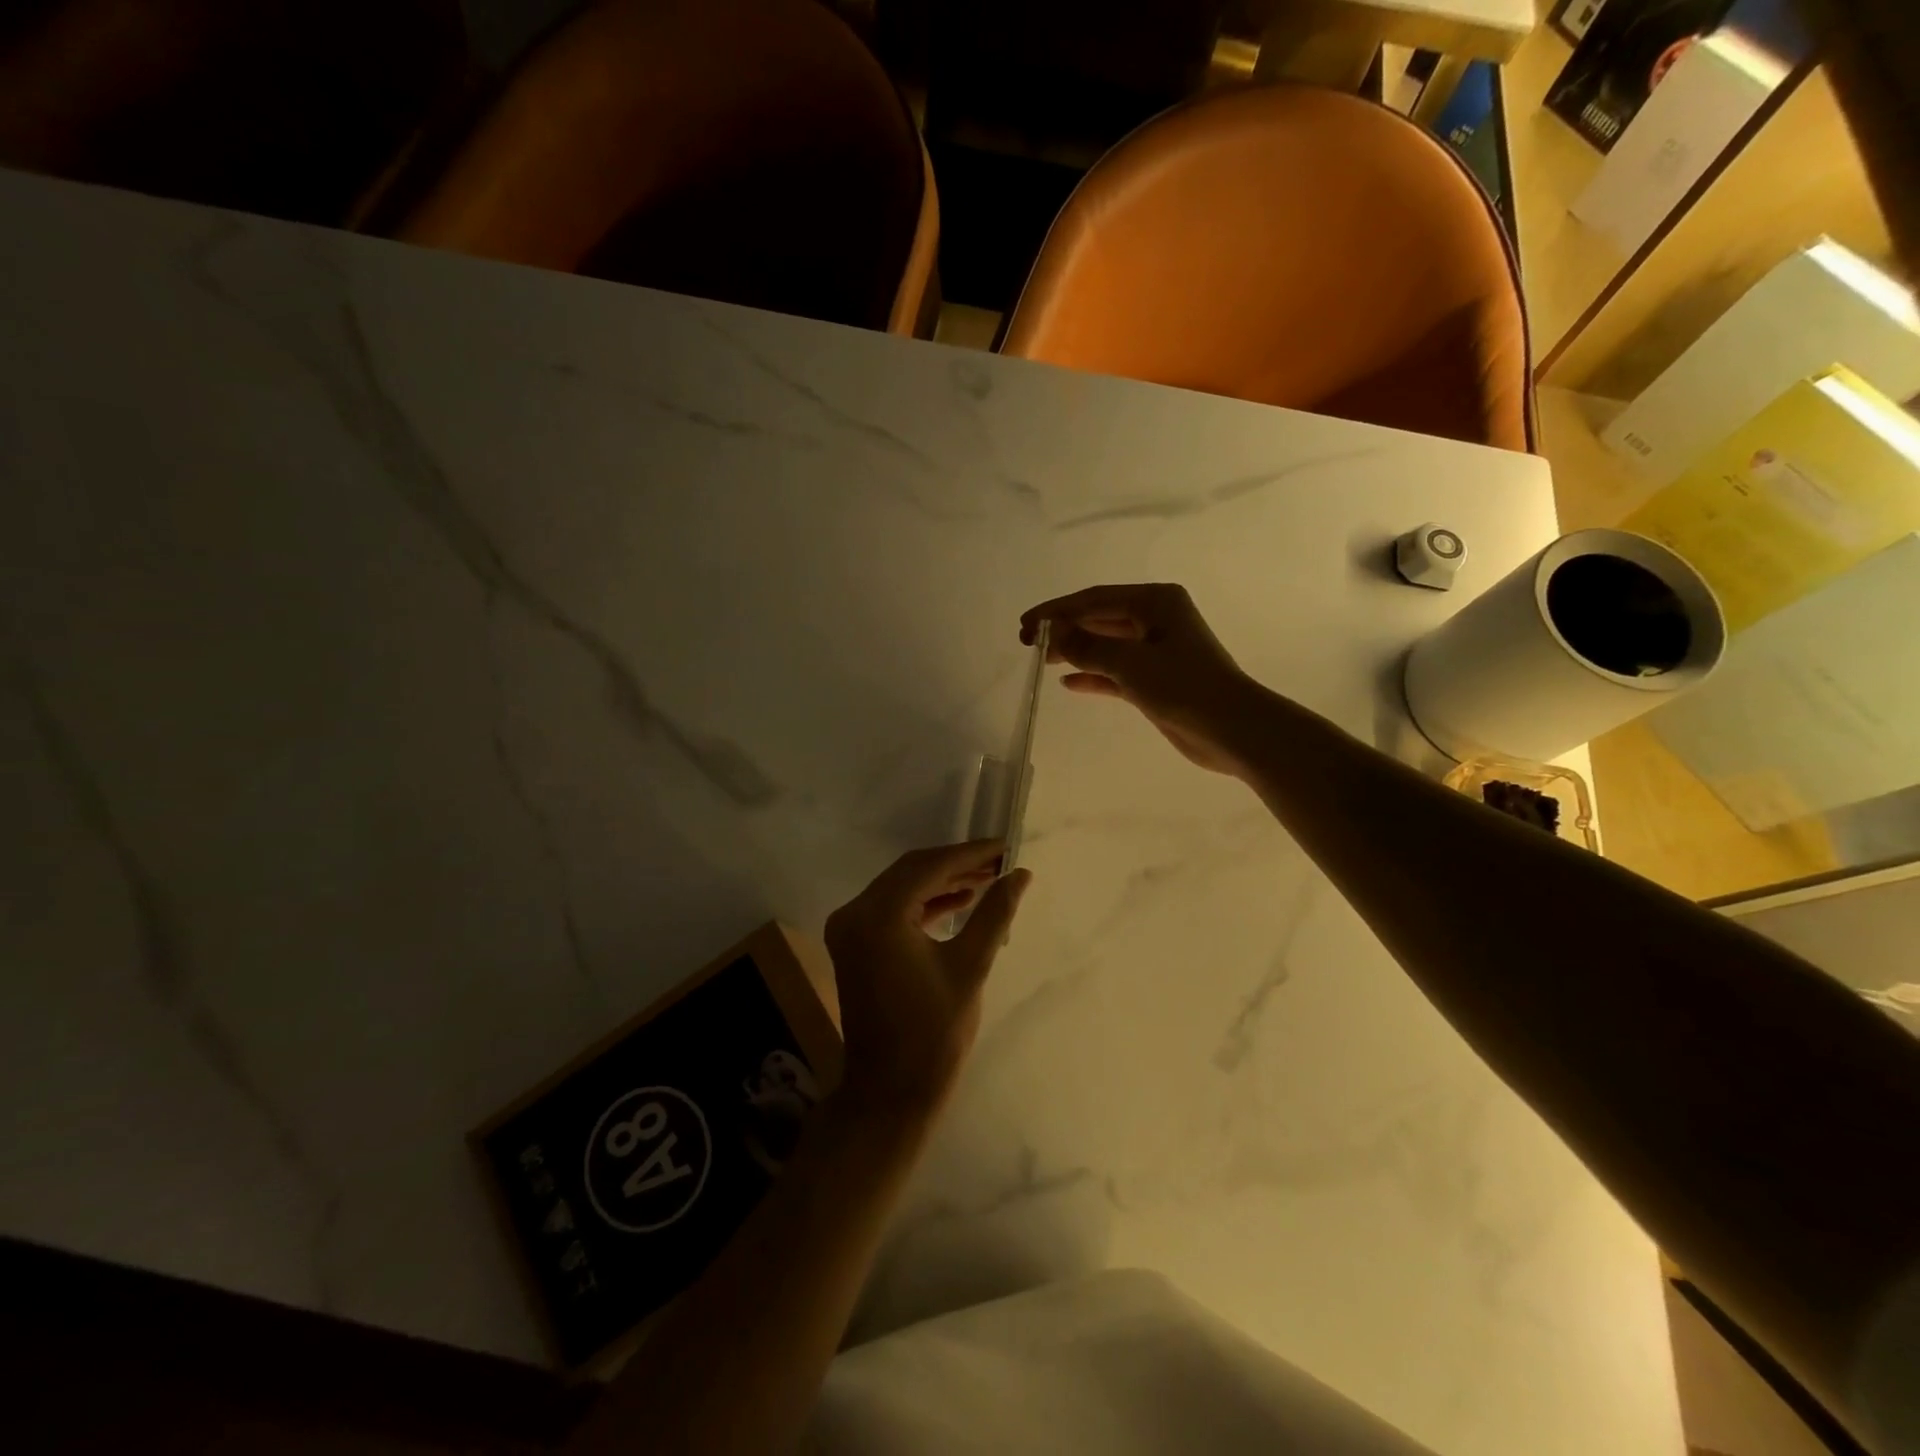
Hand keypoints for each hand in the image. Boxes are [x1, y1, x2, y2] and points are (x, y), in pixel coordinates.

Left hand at [824, 841, 1032, 1120]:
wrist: (890, 1092)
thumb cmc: (933, 1033)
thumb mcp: (970, 967)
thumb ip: (994, 913)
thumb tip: (1020, 874)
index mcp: (877, 916)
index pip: (928, 867)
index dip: (970, 854)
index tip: (1005, 846)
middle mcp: (855, 913)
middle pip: (911, 871)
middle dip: (957, 864)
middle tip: (1000, 861)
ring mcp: (850, 929)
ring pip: (902, 888)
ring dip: (942, 881)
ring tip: (988, 879)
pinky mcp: (855, 944)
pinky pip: (893, 909)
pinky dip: (925, 903)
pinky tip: (960, 901)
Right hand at [1021, 583, 1262, 775]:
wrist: (1232, 728)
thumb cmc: (1184, 686)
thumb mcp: (1130, 663)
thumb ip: (1087, 646)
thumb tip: (1053, 632)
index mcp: (1156, 602)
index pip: (1095, 600)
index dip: (1057, 611)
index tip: (1026, 625)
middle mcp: (1156, 619)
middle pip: (1099, 619)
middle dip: (1064, 629)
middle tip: (1027, 642)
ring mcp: (1156, 651)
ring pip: (1106, 645)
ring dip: (1075, 651)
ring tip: (1041, 659)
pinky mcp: (1155, 680)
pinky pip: (1115, 672)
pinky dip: (1093, 675)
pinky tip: (1067, 682)